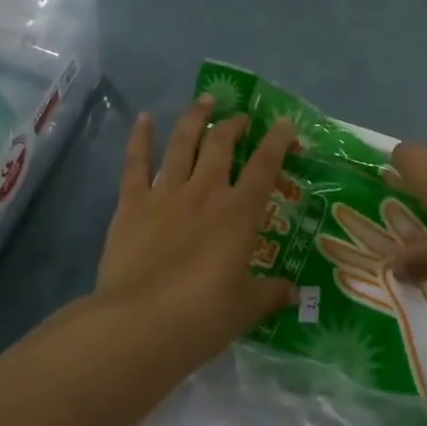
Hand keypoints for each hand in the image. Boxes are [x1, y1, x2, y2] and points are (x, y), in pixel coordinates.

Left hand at [96, 96, 298, 355]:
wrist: (139, 324)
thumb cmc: (201, 317)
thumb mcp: (246, 309)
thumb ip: (270, 294)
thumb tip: (294, 294)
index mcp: (239, 214)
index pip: (265, 168)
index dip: (277, 142)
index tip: (284, 123)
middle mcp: (205, 193)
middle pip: (222, 146)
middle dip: (234, 126)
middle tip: (241, 117)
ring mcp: (166, 194)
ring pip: (183, 144)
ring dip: (195, 119)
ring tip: (204, 100)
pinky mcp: (132, 205)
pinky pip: (136, 164)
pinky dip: (140, 139)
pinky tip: (143, 119)